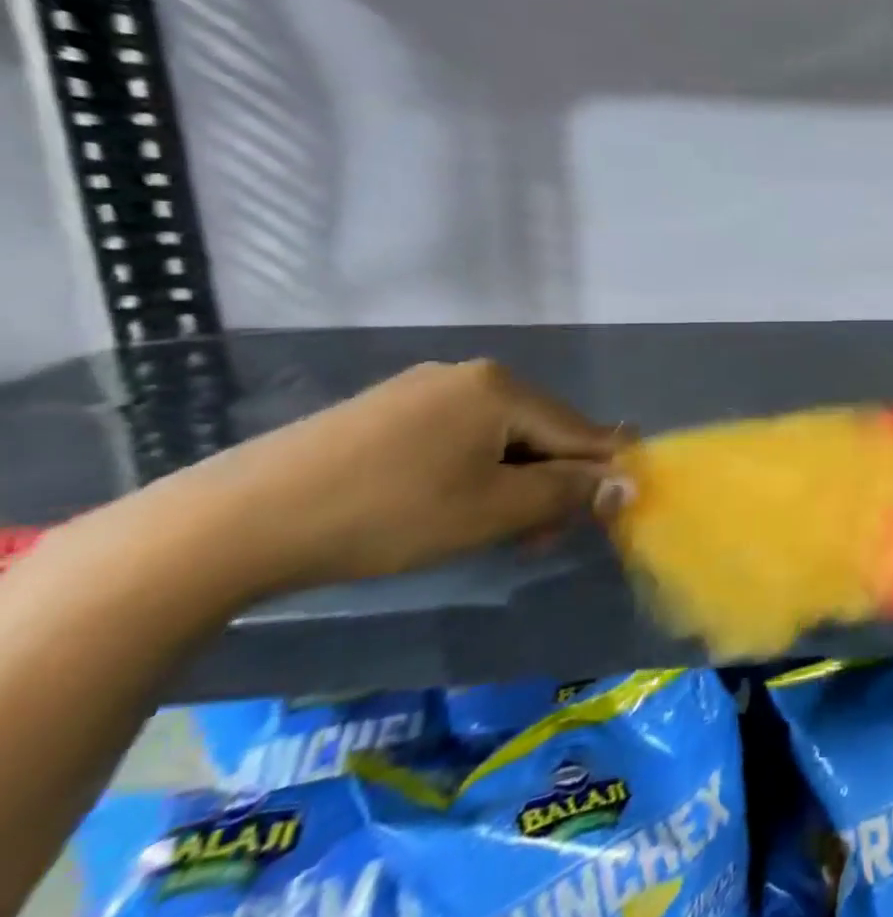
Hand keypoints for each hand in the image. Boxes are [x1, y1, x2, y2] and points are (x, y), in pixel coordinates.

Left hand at [170, 360, 630, 592]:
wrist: (238, 520)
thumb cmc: (390, 513)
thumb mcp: (494, 510)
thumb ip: (568, 492)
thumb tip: (630, 481)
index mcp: (503, 387)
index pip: (581, 431)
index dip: (601, 476)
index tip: (606, 519)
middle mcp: (469, 375)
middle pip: (539, 432)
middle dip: (548, 486)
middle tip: (533, 541)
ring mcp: (421, 388)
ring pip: (497, 438)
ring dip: (511, 484)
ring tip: (490, 532)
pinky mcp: (384, 410)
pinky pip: (455, 437)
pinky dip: (469, 473)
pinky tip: (445, 508)